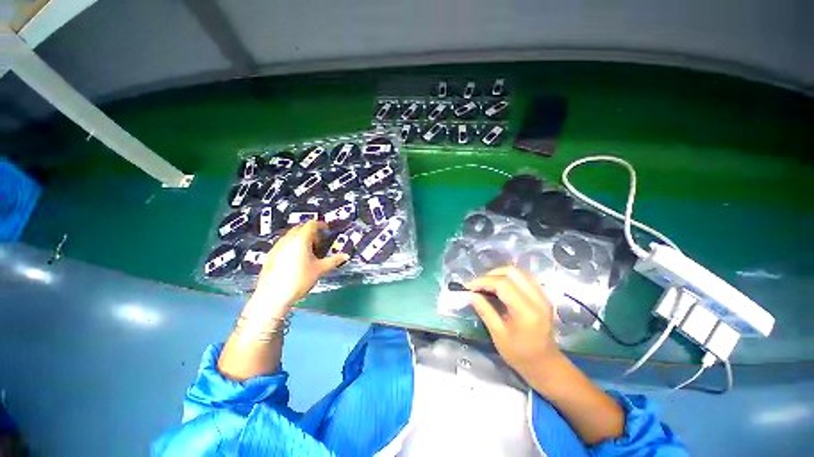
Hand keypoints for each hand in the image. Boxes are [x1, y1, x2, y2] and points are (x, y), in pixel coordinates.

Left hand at [245, 221, 347, 318]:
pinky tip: (296, 259)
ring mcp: (277, 247)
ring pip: (291, 236)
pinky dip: (292, 246)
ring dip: (301, 238)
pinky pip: (283, 244)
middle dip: (311, 231)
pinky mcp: (270, 255)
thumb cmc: (299, 279)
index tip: (327, 229)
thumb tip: (346, 256)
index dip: (320, 224)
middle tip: (319, 241)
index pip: (311, 224)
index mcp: (301, 239)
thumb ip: (334, 260)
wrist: (273, 296)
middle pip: (300, 228)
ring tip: (309, 251)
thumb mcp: (320, 269)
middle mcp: (287, 239)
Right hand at [466, 266, 562, 381]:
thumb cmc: (520, 355)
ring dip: (499, 274)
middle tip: (478, 285)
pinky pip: (524, 277)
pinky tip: (499, 286)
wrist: (546, 365)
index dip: (483, 281)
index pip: (503, 284)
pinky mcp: (543, 296)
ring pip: (519, 271)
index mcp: (526, 312)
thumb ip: (485, 311)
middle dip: (491, 274)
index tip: (468, 286)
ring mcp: (543, 296)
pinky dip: (509, 277)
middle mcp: (538, 299)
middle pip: (512, 272)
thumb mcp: (498, 335)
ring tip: (486, 284)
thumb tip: (470, 294)